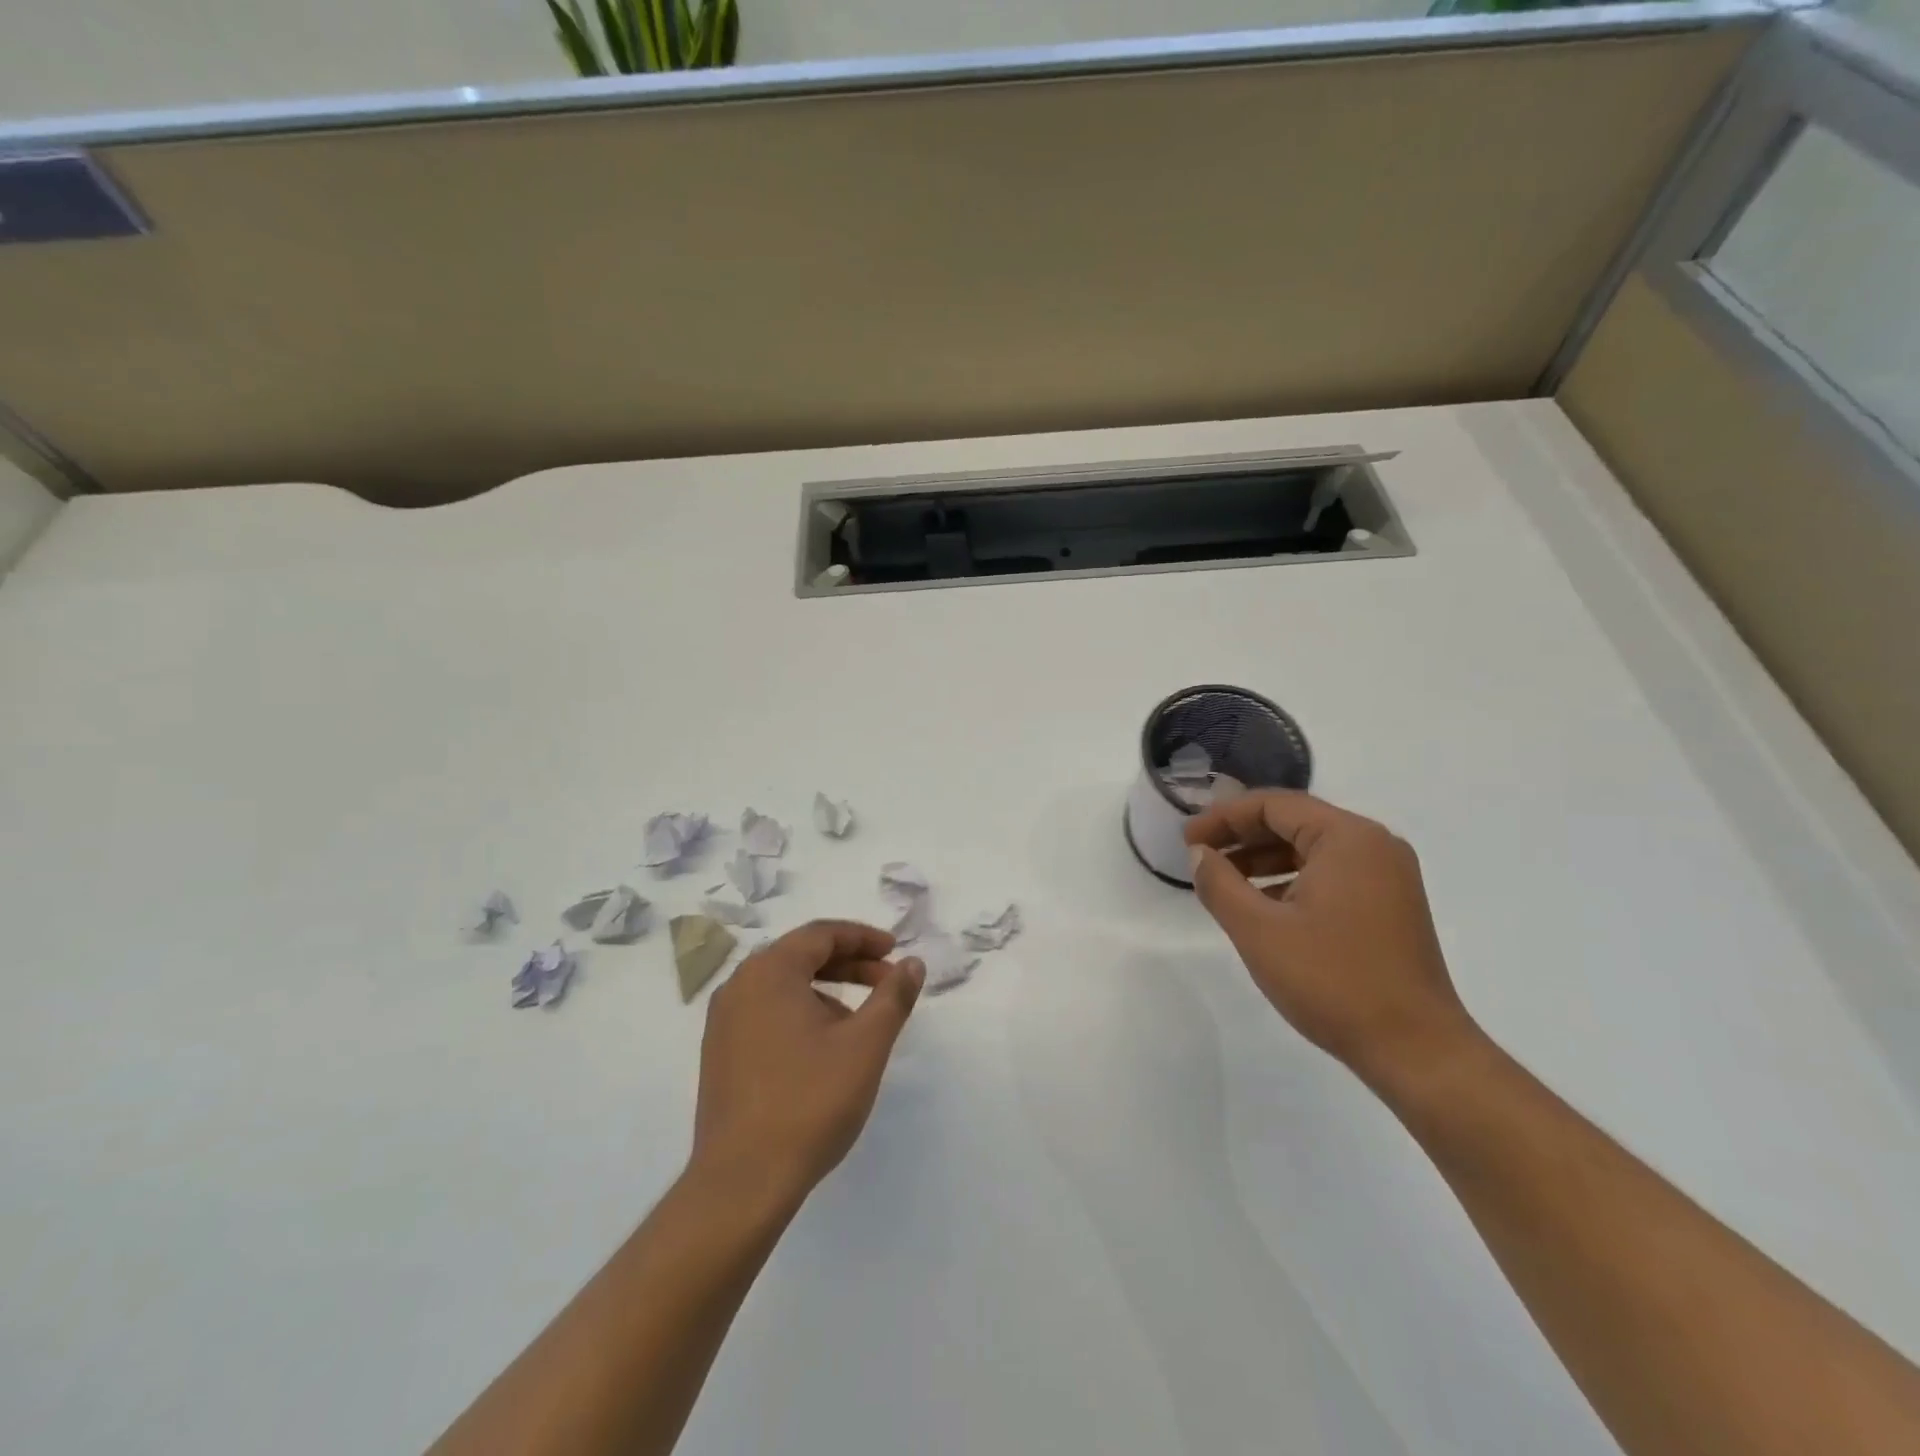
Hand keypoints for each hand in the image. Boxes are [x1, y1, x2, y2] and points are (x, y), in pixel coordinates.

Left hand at [691, 920, 923, 1210]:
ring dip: (826, 989)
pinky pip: (766, 1011)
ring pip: (783, 985)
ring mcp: (723, 1021)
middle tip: (887, 980)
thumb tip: (912, 963)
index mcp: (769, 971)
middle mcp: (739, 985)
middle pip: (801, 956)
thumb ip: (893, 996)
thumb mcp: (865, 1044)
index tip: (895, 951)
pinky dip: (801, 1012)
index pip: (821, 934)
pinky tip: (823, 1046)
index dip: (863, 938)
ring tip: (860, 1020)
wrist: (742, 1182)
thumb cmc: (809, 1102)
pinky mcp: (719, 1053)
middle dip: (849, 963)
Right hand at [1184, 792, 1476, 1083]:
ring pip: (1311, 849)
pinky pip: (1331, 874)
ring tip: (1222, 880)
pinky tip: (1262, 905)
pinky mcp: (1390, 905)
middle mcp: (1374, 845)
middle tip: (1198, 854)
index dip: (1223, 817)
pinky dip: (1291, 880)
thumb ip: (1219, 883)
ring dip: (1264, 859)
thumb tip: (1199, 853)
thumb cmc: (1333, 981)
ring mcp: (1388, 876)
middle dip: (1242, 836)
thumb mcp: (1259, 930)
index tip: (1187, 839)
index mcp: (1348, 838)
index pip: (1274, 805)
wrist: (1416, 1050)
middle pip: (1294, 821)